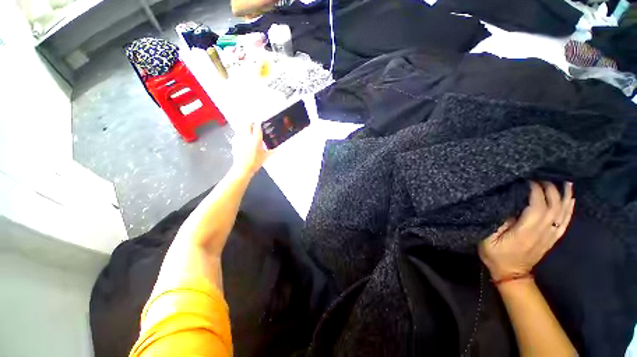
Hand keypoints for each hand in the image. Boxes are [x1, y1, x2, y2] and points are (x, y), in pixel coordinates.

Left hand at [231, 122, 271, 175]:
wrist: (242, 168)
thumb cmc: (255, 162)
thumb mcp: (265, 156)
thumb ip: (271, 150)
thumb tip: (278, 148)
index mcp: (256, 140)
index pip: (257, 126)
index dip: (259, 123)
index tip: (261, 123)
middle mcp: (247, 137)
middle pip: (247, 123)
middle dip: (251, 123)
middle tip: (255, 126)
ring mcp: (239, 138)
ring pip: (242, 127)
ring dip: (246, 127)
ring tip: (250, 132)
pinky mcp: (234, 141)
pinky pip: (238, 133)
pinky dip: (241, 133)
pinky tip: (244, 139)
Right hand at [479, 181, 574, 279]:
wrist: (511, 274)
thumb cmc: (495, 255)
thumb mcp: (487, 238)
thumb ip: (497, 222)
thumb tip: (507, 205)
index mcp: (526, 232)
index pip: (537, 207)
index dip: (535, 192)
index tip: (527, 180)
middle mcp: (543, 233)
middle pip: (553, 208)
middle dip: (550, 190)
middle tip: (541, 177)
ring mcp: (550, 236)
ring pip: (563, 213)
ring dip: (564, 197)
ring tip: (565, 182)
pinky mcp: (552, 238)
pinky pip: (565, 221)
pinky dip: (570, 209)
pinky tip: (571, 199)